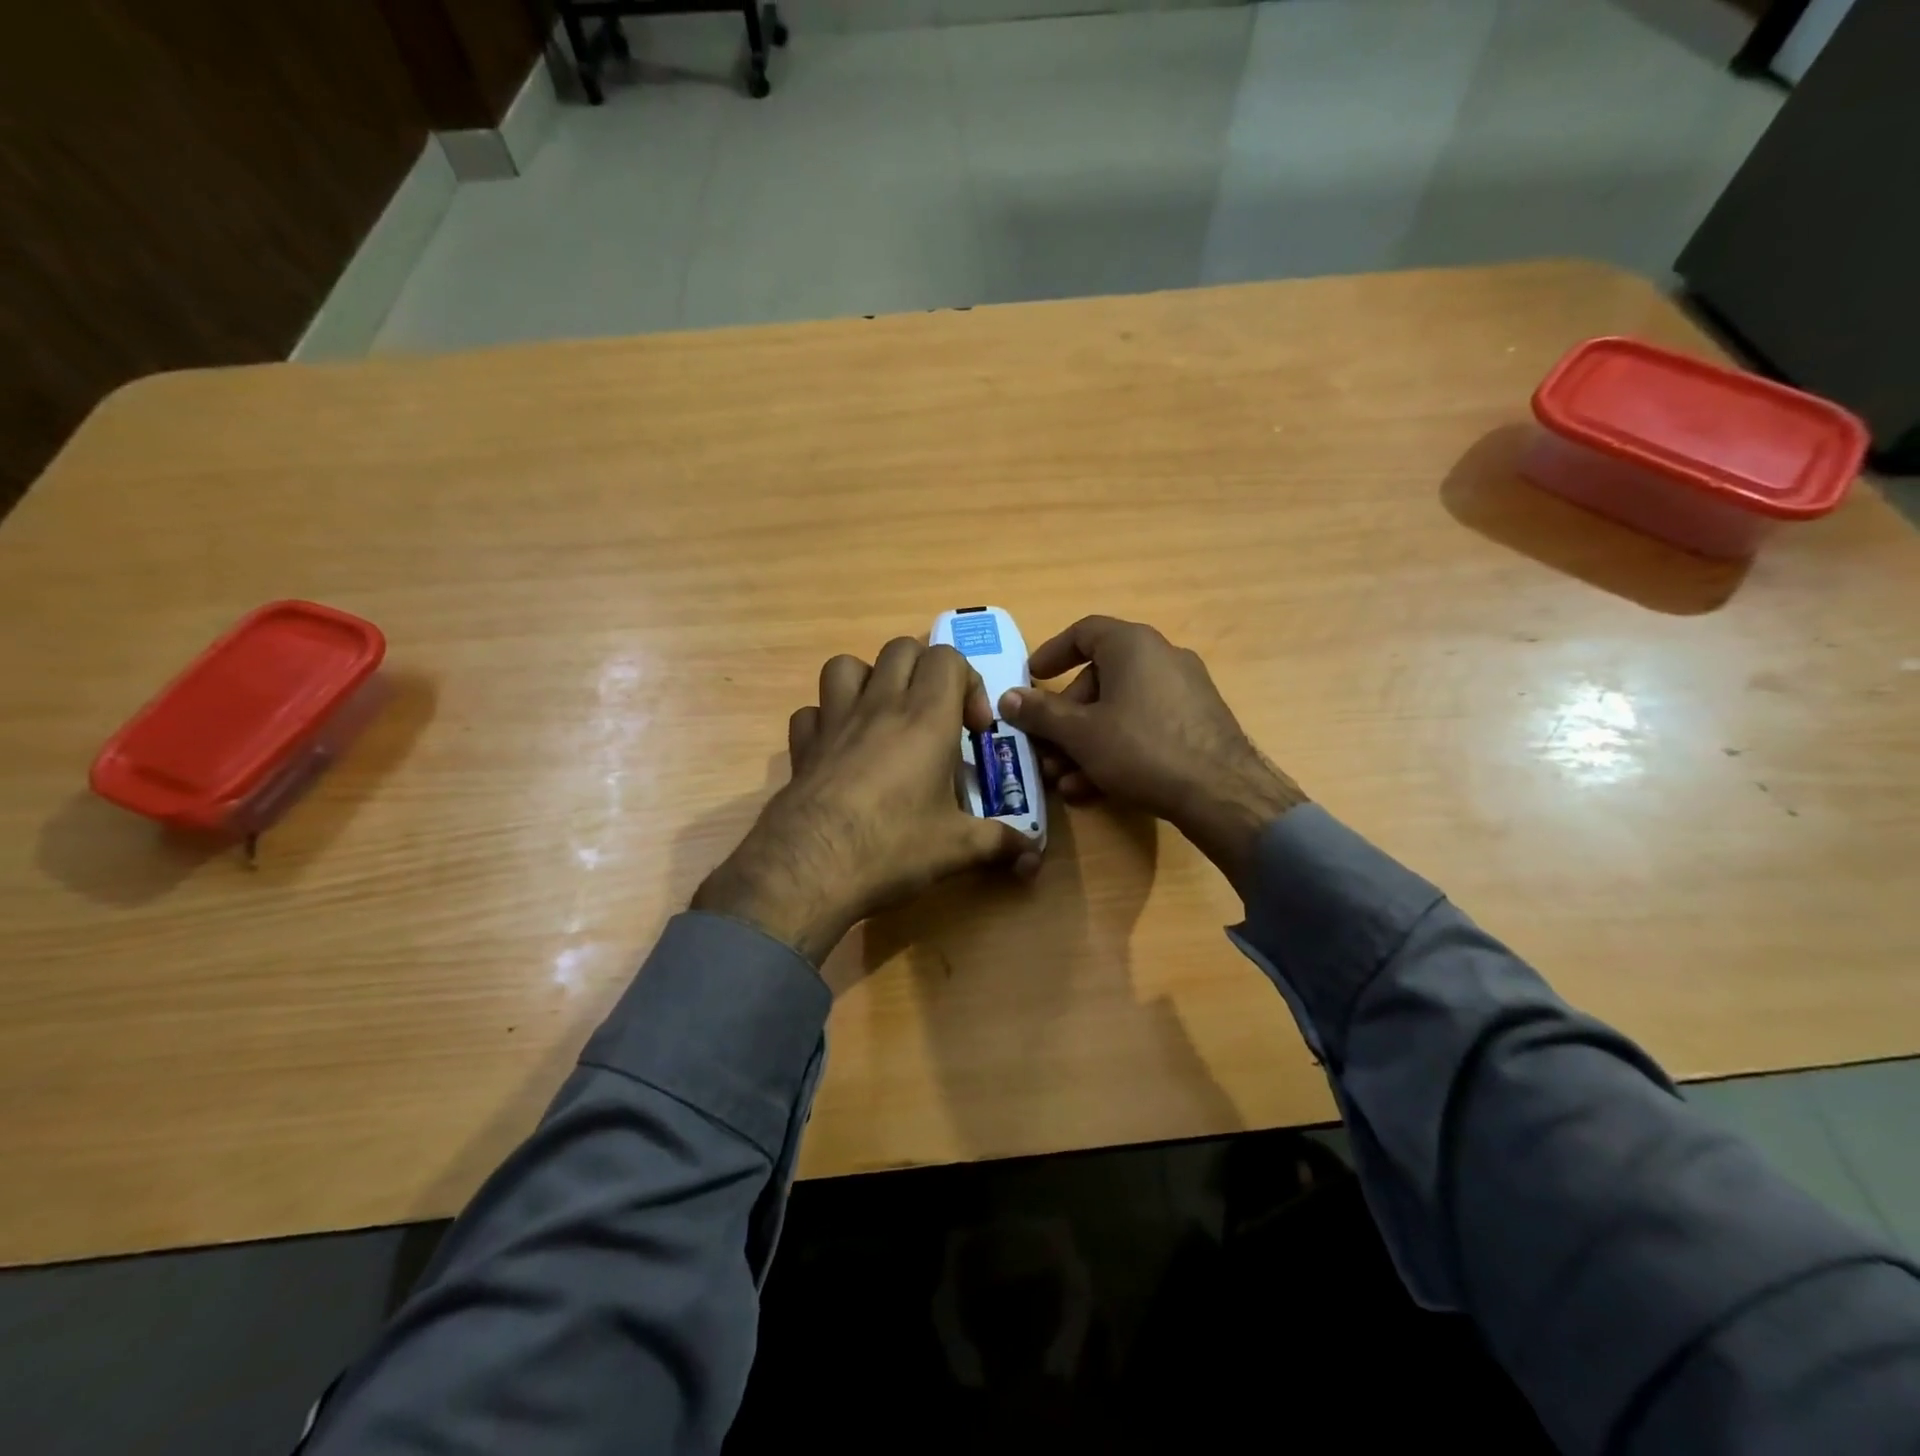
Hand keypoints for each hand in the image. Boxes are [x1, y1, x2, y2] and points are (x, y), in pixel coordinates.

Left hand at [693, 639, 1038, 964]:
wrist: (811, 867)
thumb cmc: (893, 846)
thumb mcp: (958, 848)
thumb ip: (1001, 843)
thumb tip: (1034, 855)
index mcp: (926, 717)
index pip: (948, 658)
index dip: (969, 683)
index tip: (973, 730)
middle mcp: (880, 705)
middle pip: (901, 649)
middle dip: (924, 672)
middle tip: (935, 716)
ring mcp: (835, 721)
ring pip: (846, 665)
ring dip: (869, 680)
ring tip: (884, 717)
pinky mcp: (803, 745)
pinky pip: (812, 711)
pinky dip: (827, 719)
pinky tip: (841, 748)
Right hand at [996, 615, 1305, 888]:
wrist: (1221, 793)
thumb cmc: (1141, 748)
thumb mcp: (1080, 733)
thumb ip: (1040, 713)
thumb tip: (1007, 697)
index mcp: (1133, 645)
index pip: (1084, 632)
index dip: (1052, 653)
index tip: (1031, 677)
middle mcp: (1161, 658)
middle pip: (1099, 679)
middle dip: (1065, 718)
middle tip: (1045, 749)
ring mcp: (1183, 691)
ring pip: (1119, 710)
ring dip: (1085, 743)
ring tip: (1064, 779)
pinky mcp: (1196, 723)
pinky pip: (1144, 727)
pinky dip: (1116, 749)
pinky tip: (1095, 788)